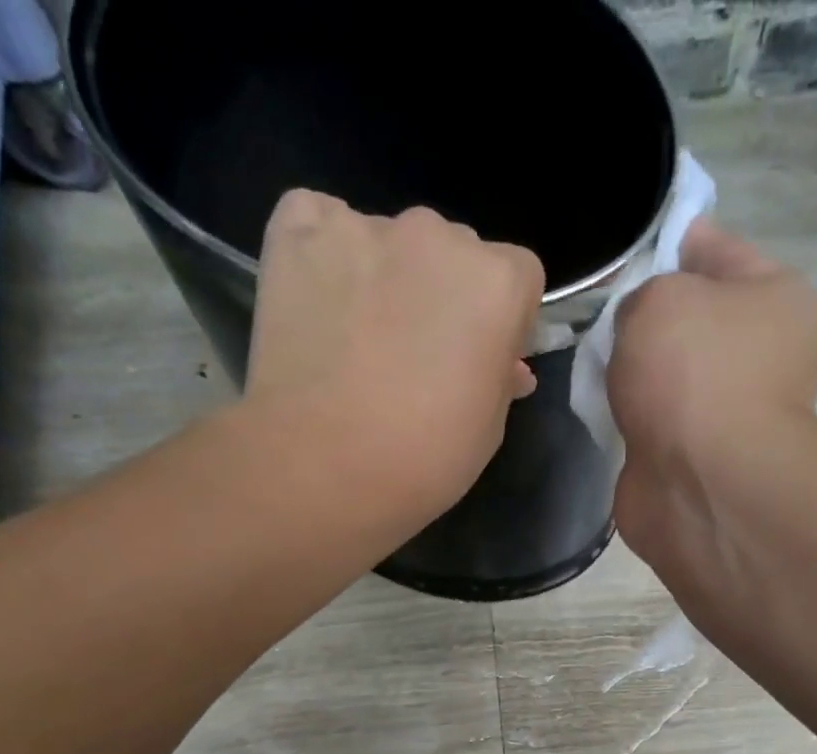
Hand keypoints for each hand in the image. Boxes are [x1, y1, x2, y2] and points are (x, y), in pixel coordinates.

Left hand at [245, 189, 543, 530]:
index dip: (503, 319)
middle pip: (453, 252)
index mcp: (497, 282)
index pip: (518, 275)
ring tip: (358, 339)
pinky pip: (318, 222)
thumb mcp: (488, 429)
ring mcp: (364, 228)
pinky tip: (318, 303)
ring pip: (389, 241)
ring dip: (386, 276)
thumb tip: (504, 366)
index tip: (482, 357)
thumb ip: (500, 378)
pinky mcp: (298, 233)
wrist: (324, 467)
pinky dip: (323, 255)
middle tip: (419, 355)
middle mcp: (437, 236)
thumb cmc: (424, 460)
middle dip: (444, 293)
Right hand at [606, 219, 816, 577]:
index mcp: (774, 299)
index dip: (669, 242)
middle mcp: (758, 356)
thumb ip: (641, 294)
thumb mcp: (659, 299)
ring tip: (592, 367)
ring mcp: (726, 414)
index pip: (717, 250)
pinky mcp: (693, 461)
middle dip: (642, 318)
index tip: (624, 251)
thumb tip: (638, 332)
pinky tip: (599, 412)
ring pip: (666, 377)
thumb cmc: (694, 374)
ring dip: (632, 375)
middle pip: (689, 320)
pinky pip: (651, 425)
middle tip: (597, 317)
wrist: (701, 485)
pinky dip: (628, 421)